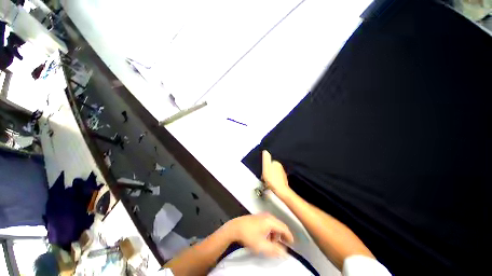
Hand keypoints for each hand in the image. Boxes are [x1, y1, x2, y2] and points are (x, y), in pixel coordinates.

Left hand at [225, 213, 293, 256]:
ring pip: (273, 225)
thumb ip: (275, 250)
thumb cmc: (249, 235)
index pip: (284, 228)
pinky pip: (268, 223)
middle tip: (282, 245)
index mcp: (270, 221)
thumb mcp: (262, 246)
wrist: (236, 227)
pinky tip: (265, 237)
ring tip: (272, 243)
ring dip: (275, 234)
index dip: (289, 236)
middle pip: (279, 226)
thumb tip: (284, 253)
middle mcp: (268, 216)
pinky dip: (270, 231)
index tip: (292, 244)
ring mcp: (262, 215)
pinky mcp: (258, 217)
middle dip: (282, 236)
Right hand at [262, 150, 291, 197]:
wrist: (281, 190)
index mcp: (276, 163)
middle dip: (267, 172)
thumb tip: (265, 151)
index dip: (264, 168)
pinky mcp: (283, 179)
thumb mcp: (266, 168)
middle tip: (265, 178)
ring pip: (273, 173)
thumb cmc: (272, 180)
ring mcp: (282, 173)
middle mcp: (280, 167)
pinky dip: (273, 180)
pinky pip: (276, 178)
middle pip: (271, 168)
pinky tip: (272, 184)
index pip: (268, 163)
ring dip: (270, 176)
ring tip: (268, 182)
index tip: (263, 173)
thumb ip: (266, 159)